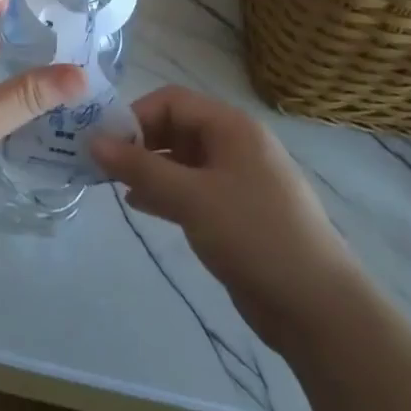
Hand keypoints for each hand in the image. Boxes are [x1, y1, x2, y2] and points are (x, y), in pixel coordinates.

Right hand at [91, 85, 362, 346]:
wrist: (318, 308)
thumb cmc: (254, 236)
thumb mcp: (191, 198)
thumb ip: (140, 168)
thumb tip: (92, 141)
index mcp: (232, 127)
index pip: (172, 101)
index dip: (136, 117)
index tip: (106, 145)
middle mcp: (235, 145)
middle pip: (176, 128)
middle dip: (139, 143)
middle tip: (105, 168)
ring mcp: (237, 180)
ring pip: (181, 161)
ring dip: (148, 169)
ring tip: (115, 186)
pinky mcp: (236, 212)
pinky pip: (192, 189)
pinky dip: (165, 192)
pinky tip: (140, 206)